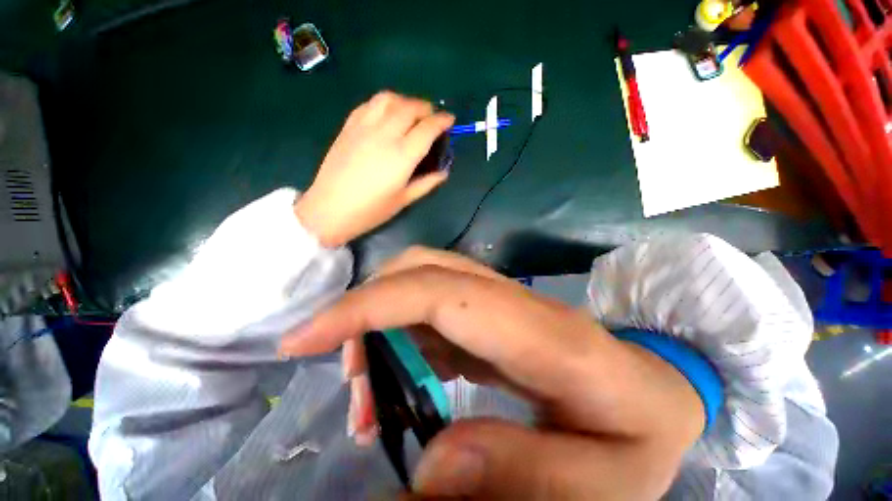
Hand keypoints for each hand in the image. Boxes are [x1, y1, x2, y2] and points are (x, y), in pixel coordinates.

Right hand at [279, 247, 704, 498]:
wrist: (660, 389)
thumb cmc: (644, 433)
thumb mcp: (606, 485)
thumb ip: (525, 477)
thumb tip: (430, 468)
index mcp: (543, 333)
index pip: (439, 292)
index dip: (370, 305)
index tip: (306, 338)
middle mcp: (514, 302)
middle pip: (425, 270)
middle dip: (367, 309)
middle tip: (347, 380)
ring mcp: (503, 302)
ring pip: (423, 280)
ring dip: (380, 322)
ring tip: (368, 390)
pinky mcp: (493, 313)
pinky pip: (434, 305)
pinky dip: (401, 331)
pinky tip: (399, 376)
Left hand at [294, 92, 454, 246]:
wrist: (330, 208)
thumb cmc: (371, 210)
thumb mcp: (404, 200)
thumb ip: (427, 183)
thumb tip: (444, 172)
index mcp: (402, 155)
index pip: (428, 128)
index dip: (442, 121)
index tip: (450, 120)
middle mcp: (385, 134)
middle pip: (410, 107)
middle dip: (427, 108)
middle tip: (432, 118)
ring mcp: (364, 127)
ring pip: (389, 99)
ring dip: (405, 101)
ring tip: (410, 112)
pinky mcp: (348, 126)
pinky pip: (370, 104)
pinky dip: (384, 104)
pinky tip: (387, 114)